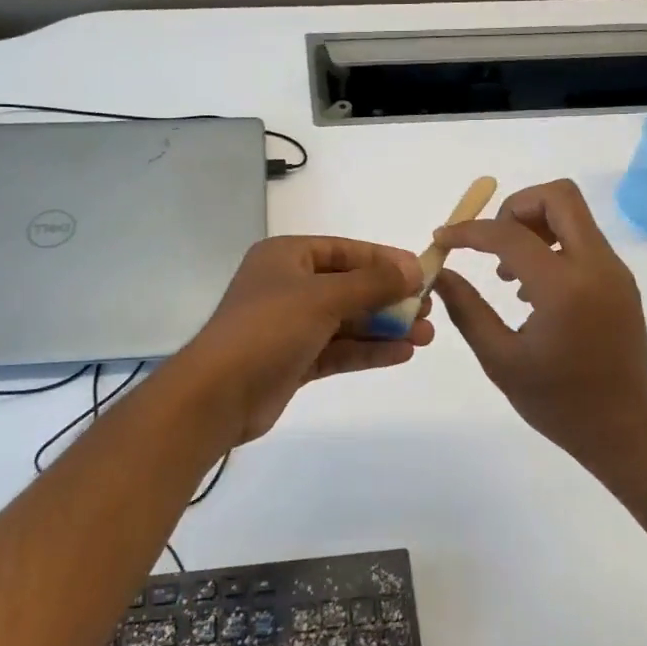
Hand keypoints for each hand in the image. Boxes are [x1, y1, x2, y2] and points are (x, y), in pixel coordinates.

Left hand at [182, 236, 433, 444]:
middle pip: (349, 286)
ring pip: (346, 320)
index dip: (384, 260)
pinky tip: (402, 354)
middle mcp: (288, 286)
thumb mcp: (323, 298)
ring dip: (385, 327)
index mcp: (286, 257)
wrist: (217, 395)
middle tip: (429, 311)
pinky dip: (368, 350)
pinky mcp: (294, 360)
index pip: (344, 250)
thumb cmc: (268, 329)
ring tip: (426, 336)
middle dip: (389, 299)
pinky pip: (338, 349)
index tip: (421, 272)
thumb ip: (372, 282)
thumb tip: (413, 267)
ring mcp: (290, 325)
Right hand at [433, 179, 646, 461]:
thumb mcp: (500, 359)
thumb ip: (467, 309)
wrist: (624, 431)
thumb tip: (439, 273)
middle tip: (490, 244)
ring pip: (573, 213)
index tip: (443, 239)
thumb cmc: (557, 402)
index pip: (509, 234)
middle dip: (514, 208)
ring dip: (534, 225)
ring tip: (507, 274)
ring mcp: (614, 271)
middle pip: (558, 196)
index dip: (468, 231)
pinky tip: (531, 289)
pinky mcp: (620, 281)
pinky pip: (582, 239)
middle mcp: (596, 267)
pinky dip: (551, 244)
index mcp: (564, 289)